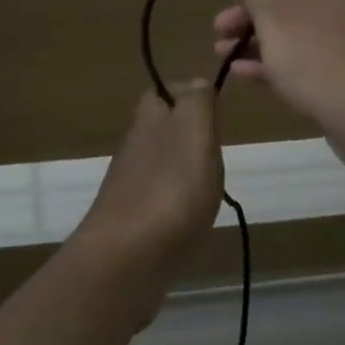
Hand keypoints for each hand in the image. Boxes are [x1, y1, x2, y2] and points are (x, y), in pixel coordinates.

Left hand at [71, 83, 223, 310]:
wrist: (125, 261)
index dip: (189, 95)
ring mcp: (130, 187)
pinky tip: (192, 220)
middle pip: (162, 129)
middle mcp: (135, 148)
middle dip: (189, 135)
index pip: (164, 92)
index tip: (216, 111)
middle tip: (219, 152)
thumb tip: (195, 82)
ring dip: (185, 170)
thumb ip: (197, 104)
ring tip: (212, 187)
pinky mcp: (132, 222)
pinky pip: (160, 200)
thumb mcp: (193, 133)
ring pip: (161, 164)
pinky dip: (178, 203)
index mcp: (149, 121)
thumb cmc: (169, 190)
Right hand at [213, 0, 344, 143]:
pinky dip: (286, 56)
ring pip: (304, 24)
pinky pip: (320, 49)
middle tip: (219, 33)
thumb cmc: (317, 50)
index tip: (224, 1)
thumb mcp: (272, 15)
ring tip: (225, 56)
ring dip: (262, 38)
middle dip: (251, 15)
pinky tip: (249, 74)